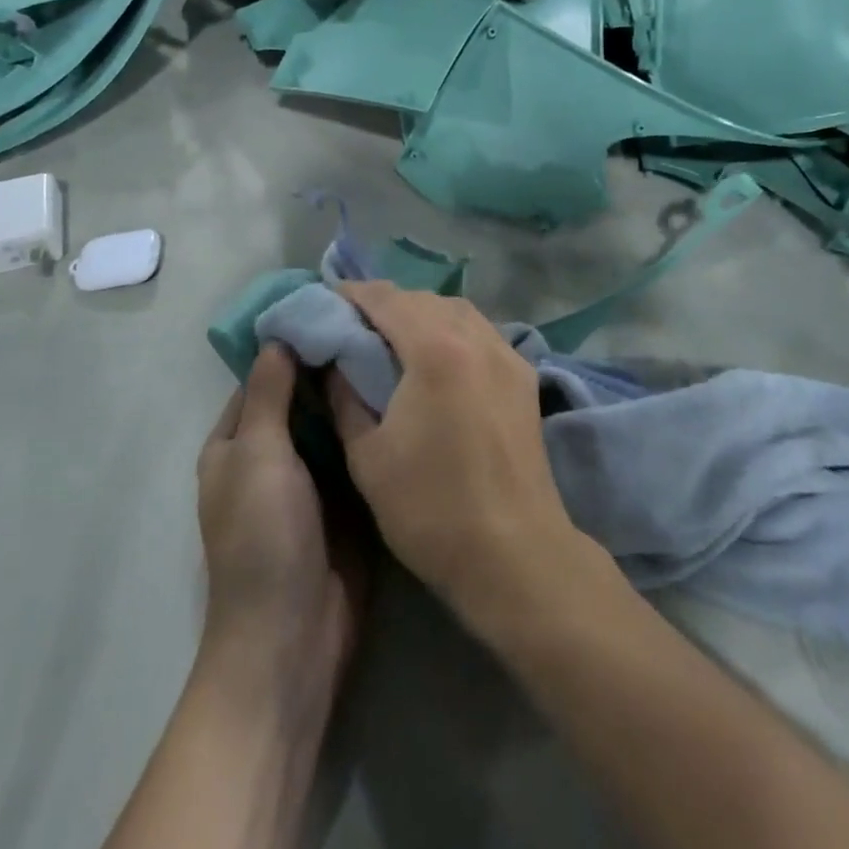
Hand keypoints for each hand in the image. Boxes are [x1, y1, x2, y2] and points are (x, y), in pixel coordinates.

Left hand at [197, 345, 363, 715]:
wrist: (294, 638)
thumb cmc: (263, 538)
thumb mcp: (257, 455)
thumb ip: (268, 394)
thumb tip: (278, 336)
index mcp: (235, 444)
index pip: (263, 377)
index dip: (293, 344)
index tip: (335, 309)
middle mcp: (271, 456)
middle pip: (302, 398)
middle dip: (332, 366)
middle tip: (379, 323)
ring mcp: (311, 480)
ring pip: (334, 423)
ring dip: (355, 395)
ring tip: (398, 347)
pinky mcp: (347, 501)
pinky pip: (357, 454)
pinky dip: (373, 428)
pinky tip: (406, 395)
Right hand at [327, 282, 585, 626]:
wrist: (514, 554)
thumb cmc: (430, 508)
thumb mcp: (367, 455)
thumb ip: (345, 396)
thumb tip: (334, 362)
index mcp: (435, 349)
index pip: (385, 299)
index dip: (351, 294)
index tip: (325, 302)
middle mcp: (476, 337)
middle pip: (422, 299)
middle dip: (385, 304)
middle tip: (353, 325)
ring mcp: (507, 355)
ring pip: (456, 311)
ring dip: (421, 314)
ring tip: (393, 339)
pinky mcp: (523, 377)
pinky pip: (481, 333)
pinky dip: (452, 331)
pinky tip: (438, 358)